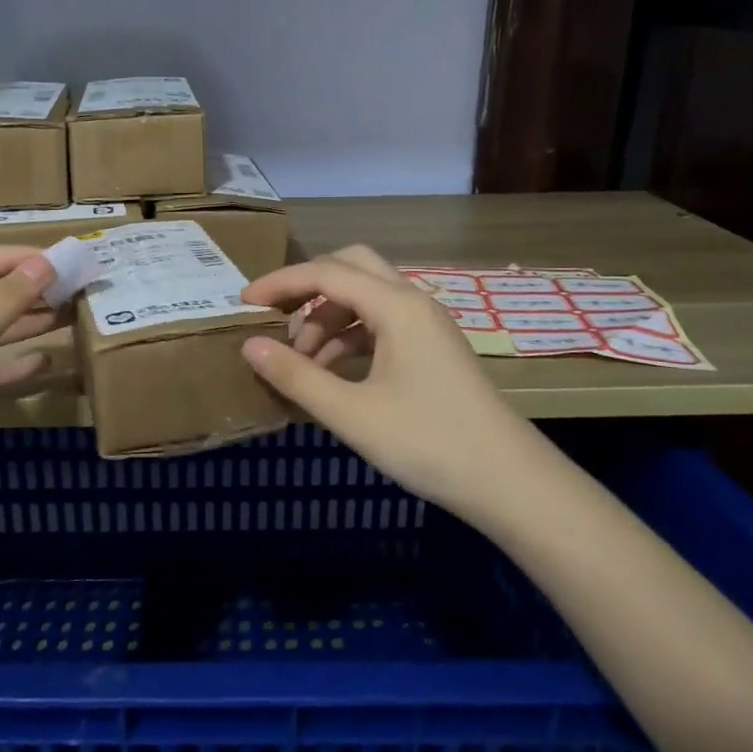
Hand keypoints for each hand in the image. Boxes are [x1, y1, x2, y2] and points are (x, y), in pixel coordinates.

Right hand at [239, 245, 537, 520]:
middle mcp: (413, 302)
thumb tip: (250, 344)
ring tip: (300, 364)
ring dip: (328, 319)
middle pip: (351, 268)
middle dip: (308, 289)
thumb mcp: (352, 413)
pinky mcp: (432, 349)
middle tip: (277, 320)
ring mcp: (427, 325)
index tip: (243, 303)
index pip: (326, 273)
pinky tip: (332, 375)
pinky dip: (350, 338)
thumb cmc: (428, 443)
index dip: (280, 283)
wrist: (509, 482)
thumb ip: (297, 376)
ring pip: (366, 298)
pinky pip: (381, 324)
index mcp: (397, 306)